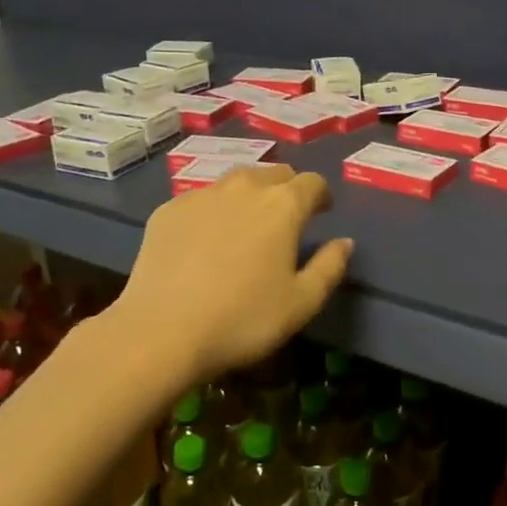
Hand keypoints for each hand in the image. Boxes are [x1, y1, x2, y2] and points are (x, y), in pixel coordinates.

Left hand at [109, 163, 353, 387]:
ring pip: (236, 181)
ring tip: (247, 224)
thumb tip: (344, 242)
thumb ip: (330, 267)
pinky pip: (202, 200)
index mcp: (283, 205)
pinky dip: (213, 211)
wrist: (162, 331)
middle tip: (286, 219)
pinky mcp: (169, 209)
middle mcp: (244, 188)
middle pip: (274, 174)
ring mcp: (202, 195)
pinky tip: (206, 240)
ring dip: (250, 195)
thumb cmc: (243, 319)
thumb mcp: (302, 303)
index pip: (312, 182)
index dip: (321, 195)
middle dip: (287, 190)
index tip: (322, 212)